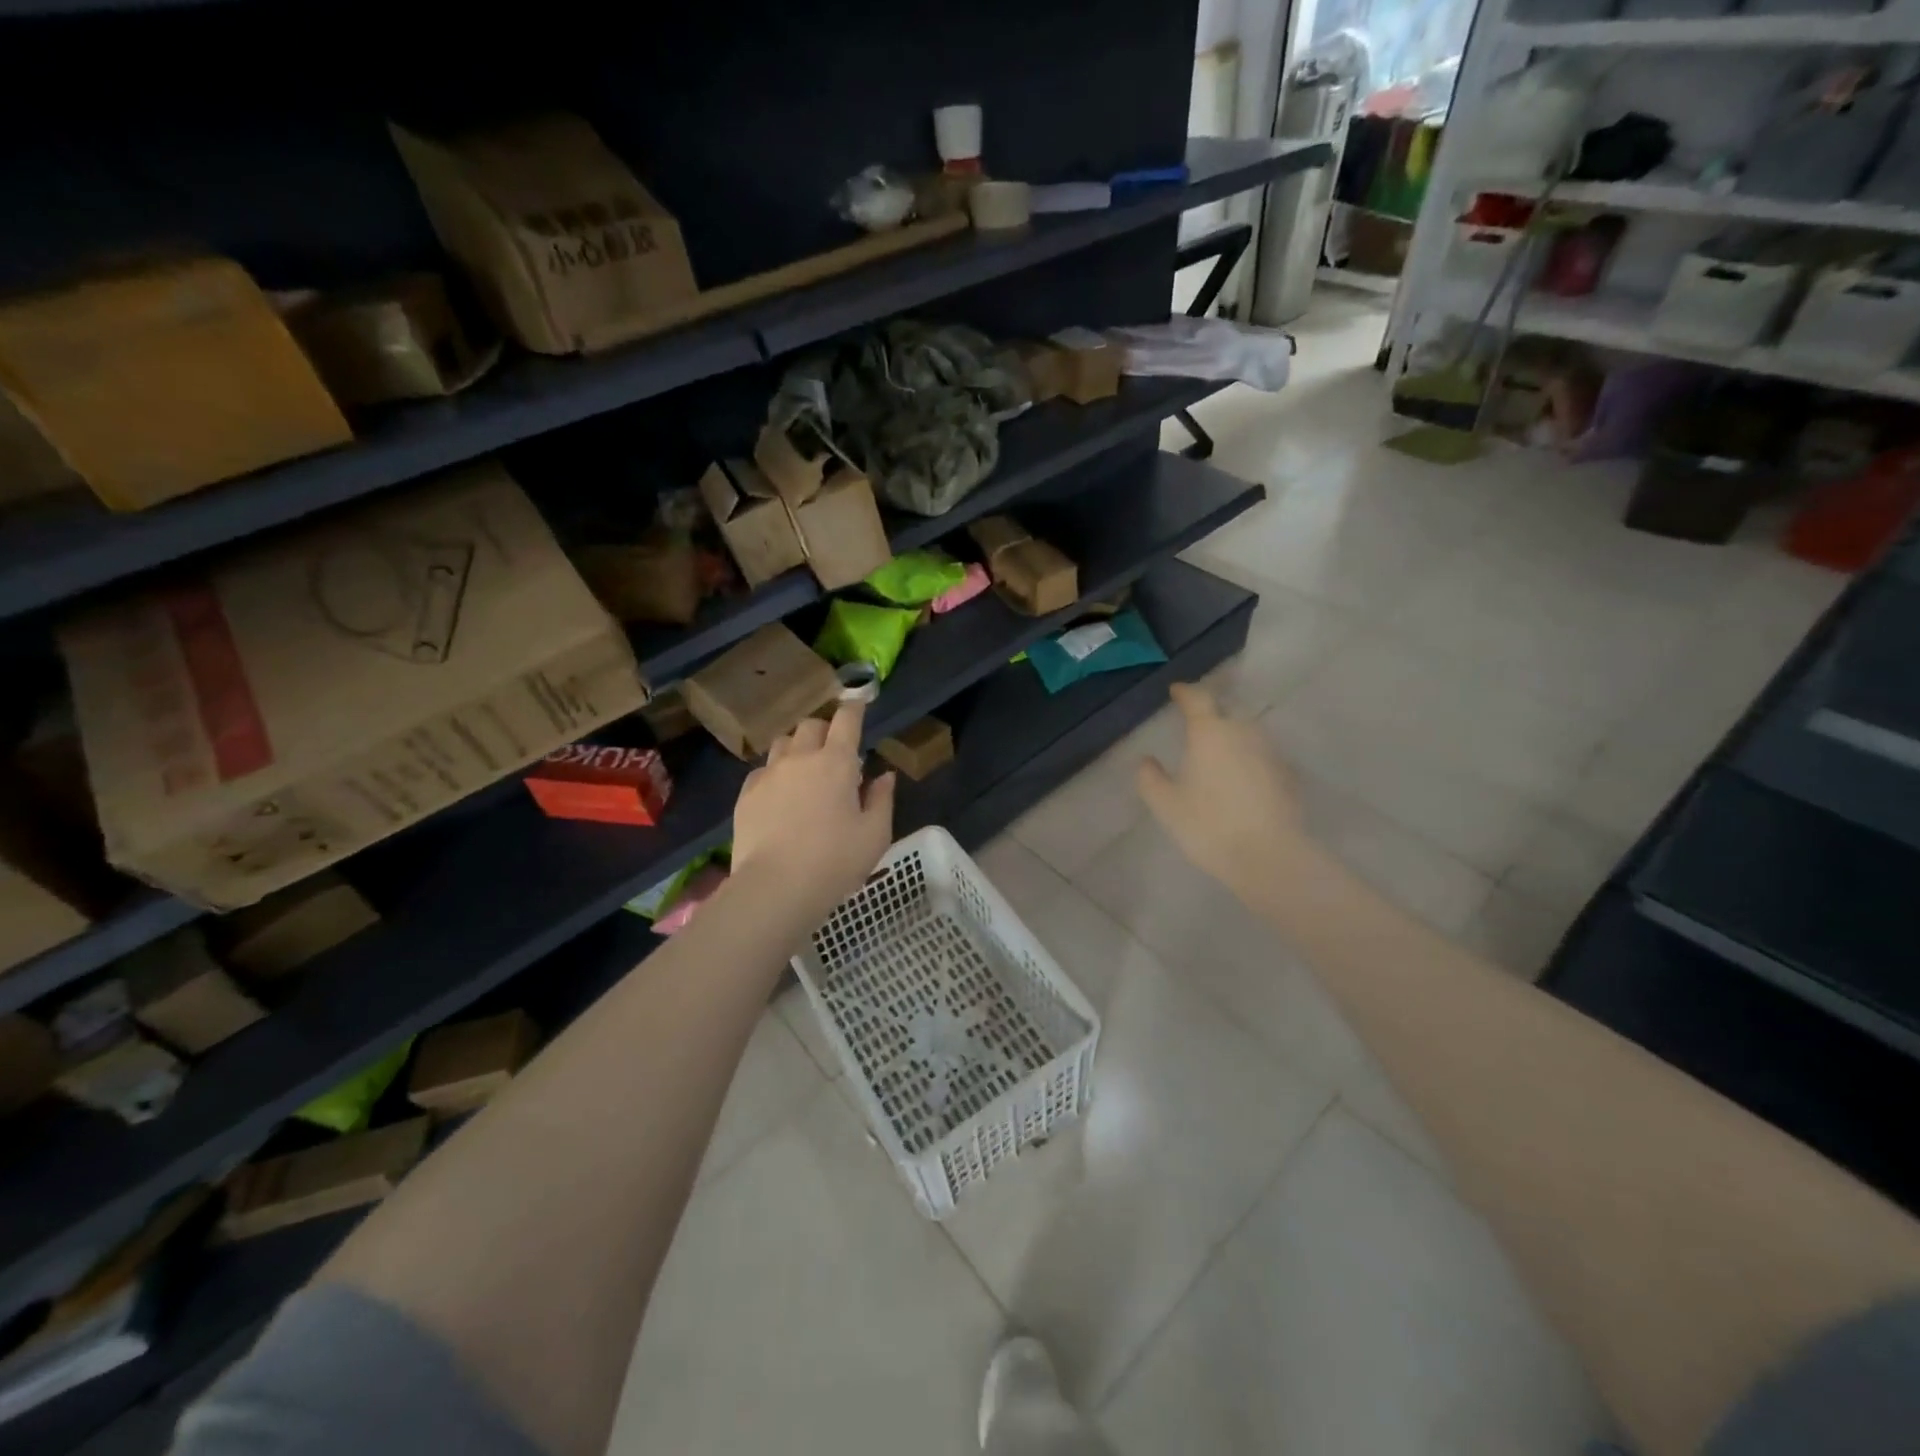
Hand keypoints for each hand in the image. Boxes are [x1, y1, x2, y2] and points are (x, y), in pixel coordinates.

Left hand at [731, 701, 895, 924]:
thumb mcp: (875, 834)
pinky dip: (776, 773)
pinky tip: (781, 794)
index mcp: (837, 763)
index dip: (854, 708)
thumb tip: (884, 775)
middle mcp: (801, 758)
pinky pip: (763, 770)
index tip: (858, 703)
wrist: (776, 887)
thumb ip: (882, 799)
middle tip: (835, 750)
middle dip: (825, 729)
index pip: (846, 720)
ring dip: (798, 747)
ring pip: (783, 743)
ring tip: (805, 768)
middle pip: (812, 725)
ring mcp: (769, 774)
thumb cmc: (835, 861)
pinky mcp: (747, 793)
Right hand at [1137, 683, 1310, 897]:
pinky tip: (1240, 783)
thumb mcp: (1166, 805)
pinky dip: (1248, 762)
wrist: (1270, 857)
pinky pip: (1261, 757)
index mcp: (1210, 732)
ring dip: (1231, 739)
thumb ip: (1150, 778)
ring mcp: (1270, 752)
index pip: (1197, 698)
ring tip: (1216, 758)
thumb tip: (1146, 760)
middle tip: (1193, 729)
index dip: (1185, 692)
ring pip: (1246, 735)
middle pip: (1225, 713)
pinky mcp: (1288, 775)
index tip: (1176, 691)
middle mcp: (1243, 732)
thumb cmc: (1209, 826)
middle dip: (1209, 717)